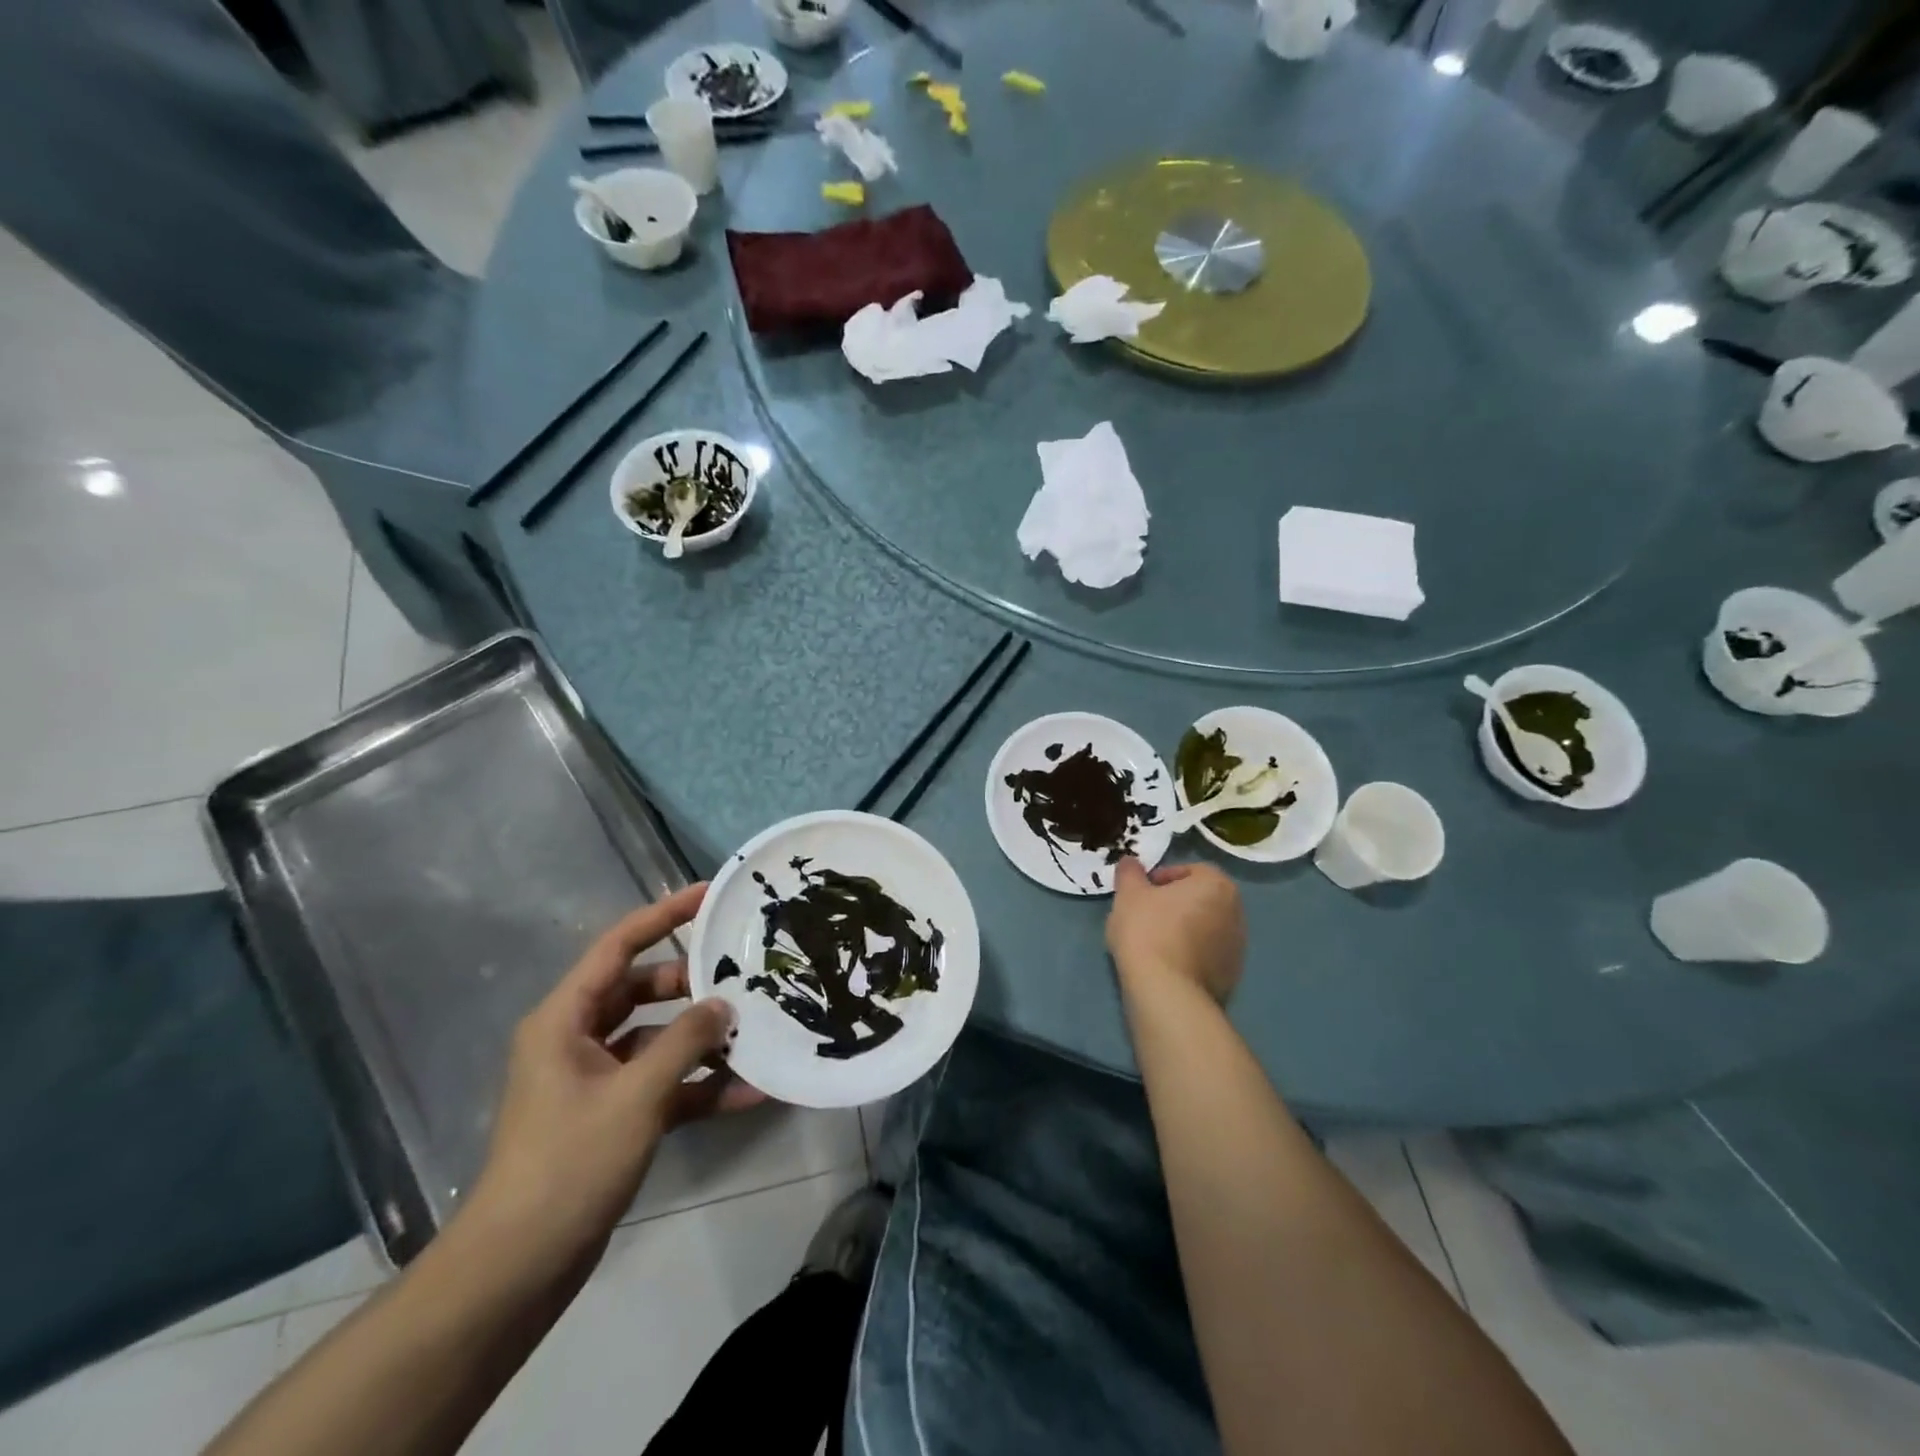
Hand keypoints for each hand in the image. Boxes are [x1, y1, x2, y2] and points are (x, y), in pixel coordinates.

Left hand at [463, 885, 763, 1278]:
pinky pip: (664, 1084)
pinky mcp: (614, 1116)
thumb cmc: (569, 1164)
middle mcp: (578, 1040)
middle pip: (643, 990)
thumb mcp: (635, 1095)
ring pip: (658, 1039)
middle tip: (743, 973)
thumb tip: (723, 1004)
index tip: (709, 895)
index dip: (663, 915)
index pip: (618, 947)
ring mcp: (597, 1080)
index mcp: (565, 1020)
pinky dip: (699, 1086)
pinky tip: (748, 1093)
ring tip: (756, 1031)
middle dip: (693, 984)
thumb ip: (685, 1041)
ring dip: (703, 1040)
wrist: (519, 1268)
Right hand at [1106, 858, 1245, 1004]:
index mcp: (1217, 885)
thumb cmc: (1148, 931)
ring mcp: (1238, 947)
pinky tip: (1166, 965)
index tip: (1141, 893)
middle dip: (1175, 903)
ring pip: (1205, 928)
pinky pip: (1207, 955)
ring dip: (1184, 930)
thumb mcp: (1129, 894)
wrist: (1167, 991)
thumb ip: (1130, 872)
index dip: (1162, 878)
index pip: (1190, 870)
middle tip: (1146, 914)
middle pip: (1200, 899)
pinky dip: (1190, 955)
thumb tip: (1130, 861)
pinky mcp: (1232, 976)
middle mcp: (1236, 912)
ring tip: (1154, 942)